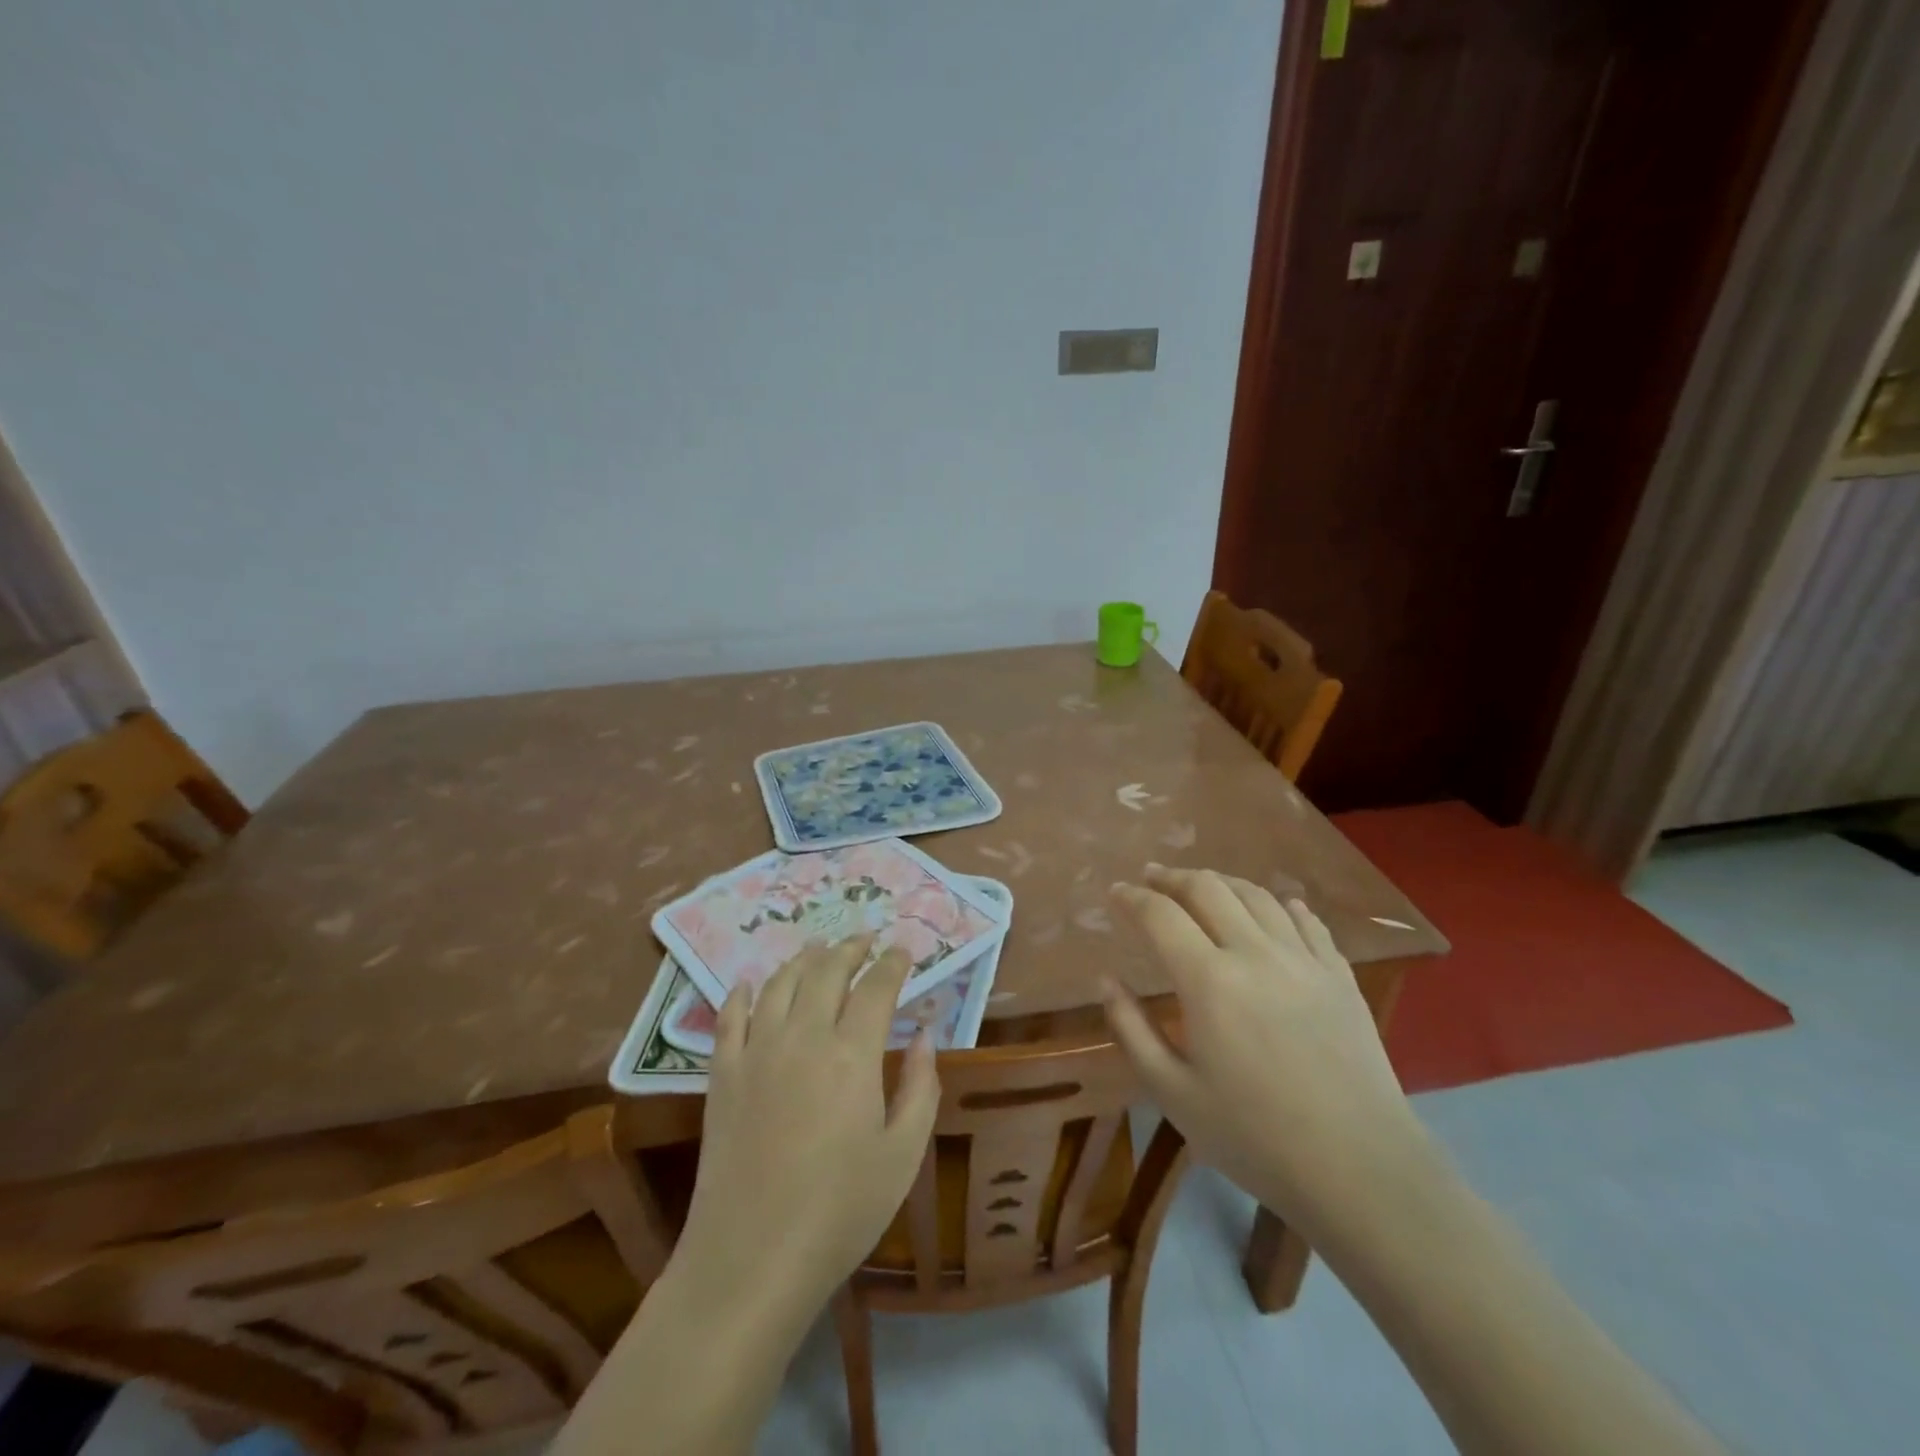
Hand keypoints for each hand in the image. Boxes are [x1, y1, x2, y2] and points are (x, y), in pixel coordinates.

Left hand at [679, 934, 939, 1313]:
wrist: (750, 1260)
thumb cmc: (840, 1212)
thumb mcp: (903, 1154)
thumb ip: (921, 1086)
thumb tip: (926, 1034)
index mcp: (852, 1053)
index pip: (876, 987)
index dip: (893, 963)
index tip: (904, 949)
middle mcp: (803, 1037)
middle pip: (826, 971)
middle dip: (850, 948)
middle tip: (865, 939)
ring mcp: (756, 1052)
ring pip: (780, 984)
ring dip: (803, 959)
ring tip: (818, 948)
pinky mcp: (722, 1076)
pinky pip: (729, 1017)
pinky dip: (741, 993)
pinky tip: (749, 983)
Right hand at [1104, 864, 1425, 1231]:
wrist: (1360, 1169)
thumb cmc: (1254, 1136)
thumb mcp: (1172, 1092)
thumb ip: (1131, 1028)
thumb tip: (1106, 979)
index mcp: (1208, 980)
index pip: (1160, 915)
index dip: (1133, 898)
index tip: (1116, 892)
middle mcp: (1255, 953)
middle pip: (1208, 889)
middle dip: (1173, 877)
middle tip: (1152, 878)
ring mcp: (1303, 959)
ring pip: (1257, 896)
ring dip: (1221, 882)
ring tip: (1203, 885)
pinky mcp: (1339, 975)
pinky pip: (1306, 921)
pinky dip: (1281, 904)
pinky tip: (1275, 906)